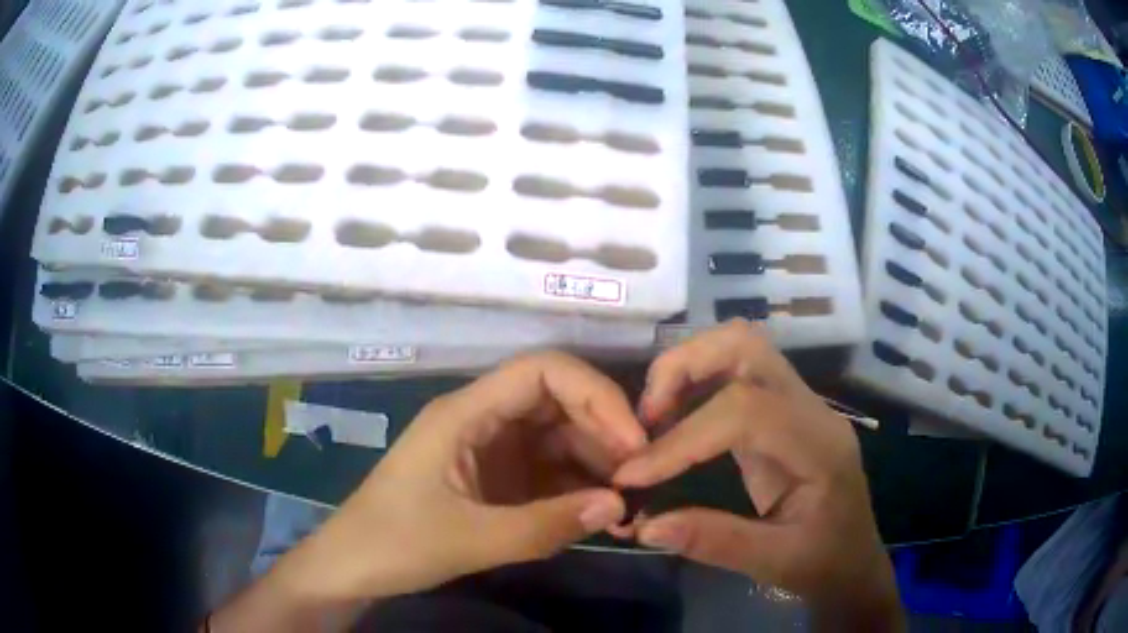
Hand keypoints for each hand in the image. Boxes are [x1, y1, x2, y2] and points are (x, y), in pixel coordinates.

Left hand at [279, 351, 646, 602]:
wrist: (353, 567)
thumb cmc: (395, 544)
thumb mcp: (471, 540)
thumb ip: (546, 525)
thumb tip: (618, 505)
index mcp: (465, 413)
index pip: (542, 371)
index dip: (595, 395)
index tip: (631, 440)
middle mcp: (481, 420)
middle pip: (556, 401)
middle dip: (603, 430)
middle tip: (638, 475)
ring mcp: (488, 449)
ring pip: (556, 437)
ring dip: (594, 462)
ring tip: (627, 499)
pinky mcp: (494, 479)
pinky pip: (546, 471)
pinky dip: (575, 487)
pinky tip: (599, 511)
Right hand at [613, 321, 902, 628]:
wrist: (853, 560)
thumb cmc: (824, 562)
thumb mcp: (774, 563)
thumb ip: (713, 542)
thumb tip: (643, 524)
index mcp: (818, 445)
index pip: (744, 410)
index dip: (681, 439)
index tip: (633, 475)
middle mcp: (810, 409)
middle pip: (745, 345)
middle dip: (683, 368)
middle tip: (645, 419)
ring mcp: (798, 404)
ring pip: (739, 348)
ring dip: (687, 370)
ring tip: (653, 419)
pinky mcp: (782, 412)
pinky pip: (736, 374)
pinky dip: (696, 385)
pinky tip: (674, 424)